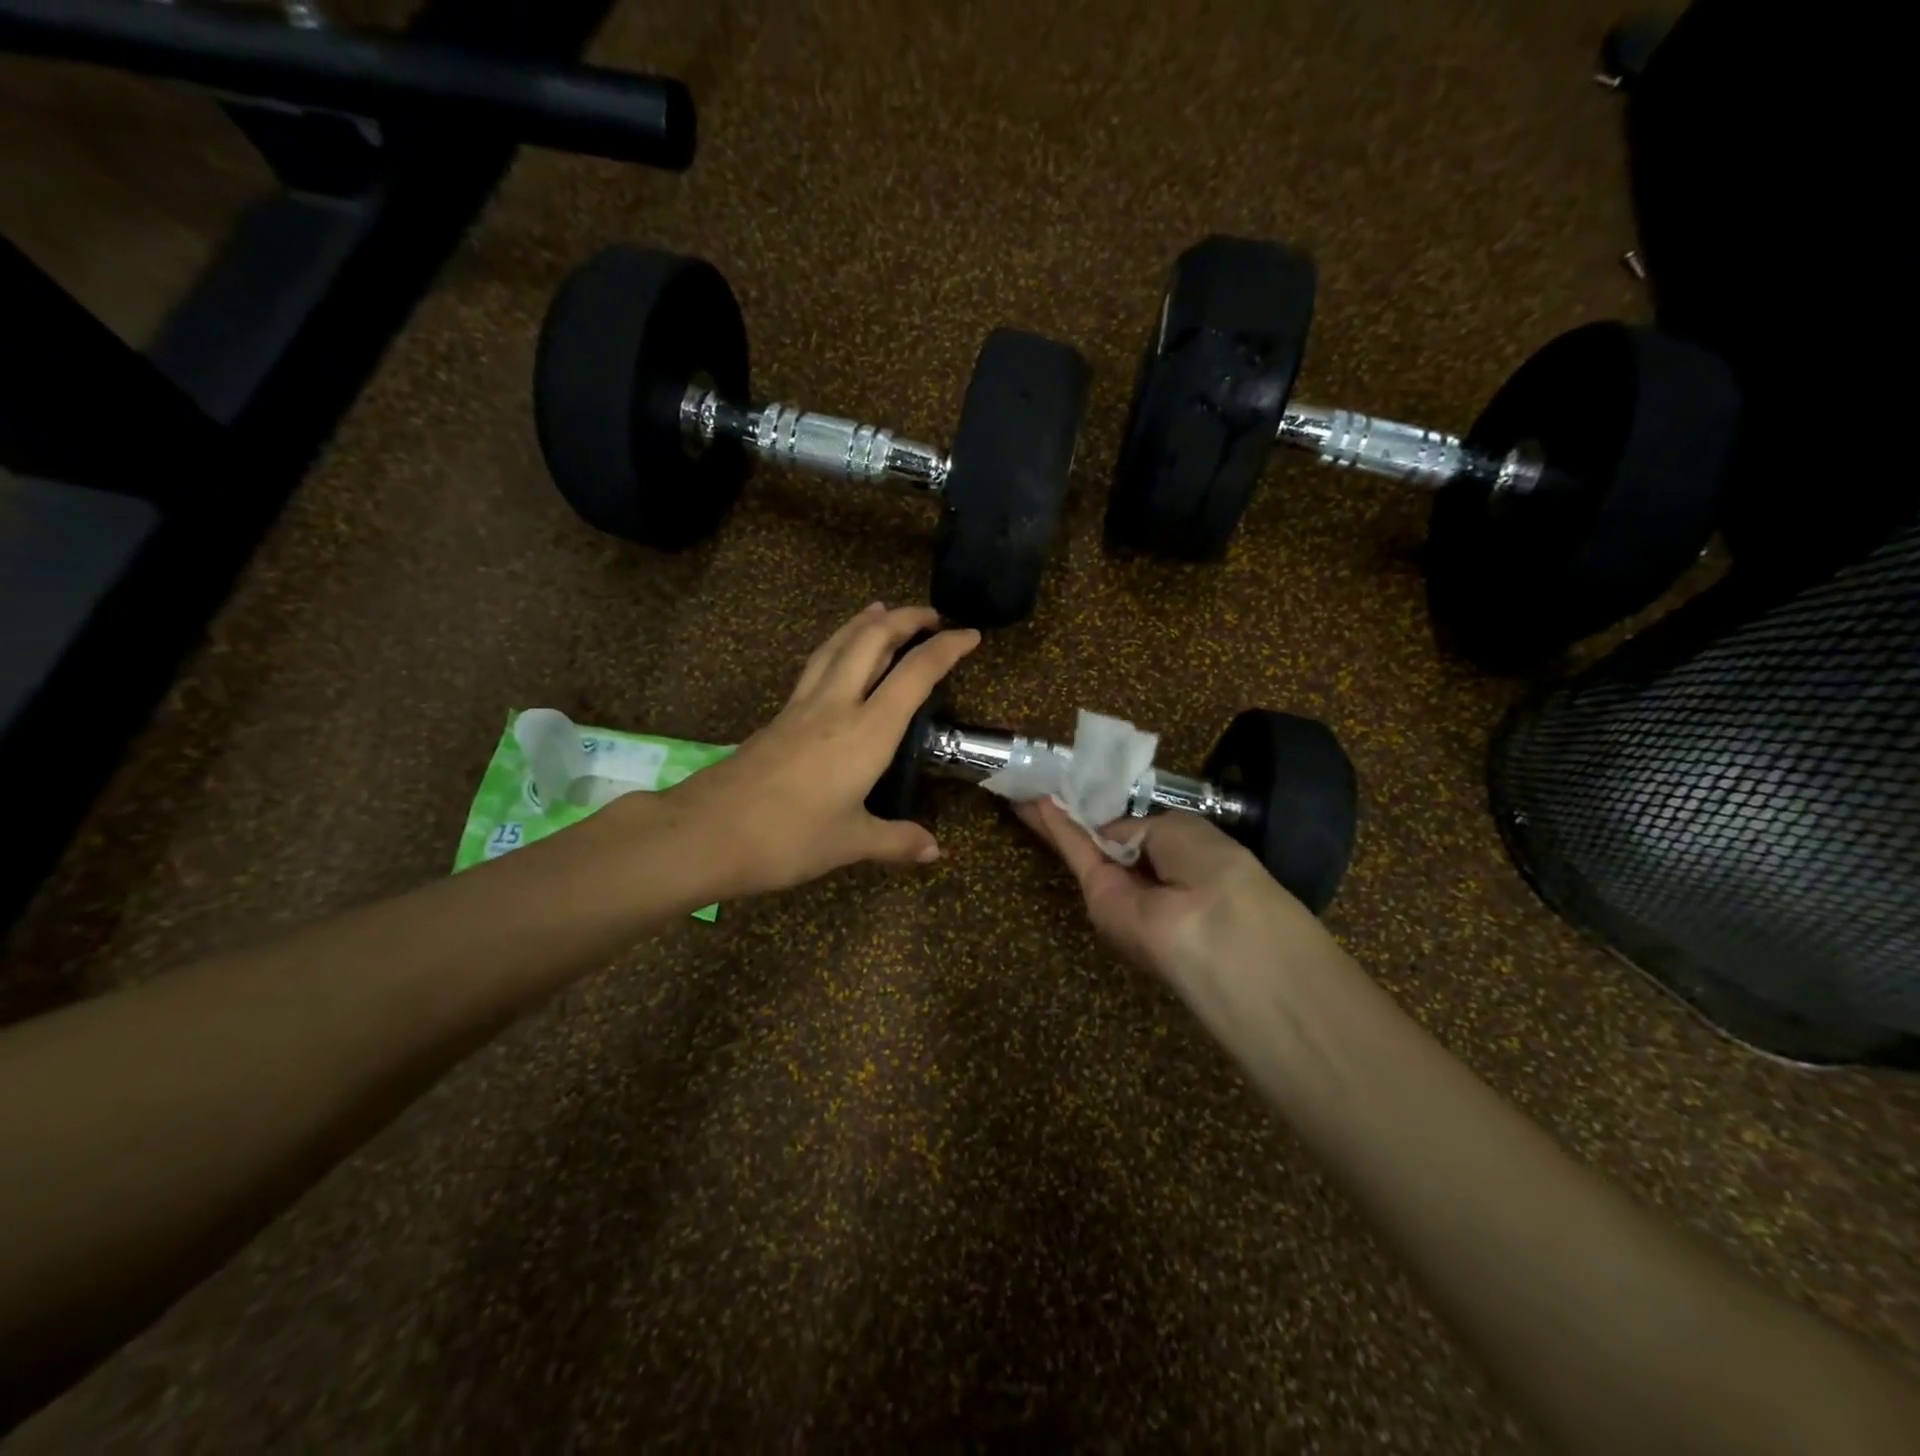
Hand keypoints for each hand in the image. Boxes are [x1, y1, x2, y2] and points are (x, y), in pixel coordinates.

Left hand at [659, 603, 978, 898]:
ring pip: (838, 645)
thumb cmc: (788, 837)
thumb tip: (935, 852)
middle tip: (930, 615)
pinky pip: (817, 664)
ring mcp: (803, 705)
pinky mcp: (779, 715)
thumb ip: (896, 841)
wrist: (707, 831)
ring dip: (865, 623)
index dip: (946, 648)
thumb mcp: (850, 843)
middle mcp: (837, 704)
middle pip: (872, 641)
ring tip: (882, 611)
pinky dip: (838, 646)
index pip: (915, 674)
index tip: (971, 634)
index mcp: (867, 731)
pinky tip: (837, 656)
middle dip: (905, 619)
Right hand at [1014, 797, 1330, 992]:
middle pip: (1104, 837)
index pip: (1137, 828)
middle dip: (1076, 809)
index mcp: (1180, 853)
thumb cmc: (1211, 865)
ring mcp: (1120, 888)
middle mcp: (1149, 873)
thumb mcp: (1178, 828)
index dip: (1110, 808)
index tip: (1082, 784)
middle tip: (1045, 780)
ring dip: (1057, 815)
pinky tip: (1031, 804)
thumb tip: (1105, 831)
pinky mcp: (1096, 897)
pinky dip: (1055, 827)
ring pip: (1084, 844)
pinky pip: (1077, 854)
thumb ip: (1135, 827)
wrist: (1213, 927)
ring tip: (1029, 783)